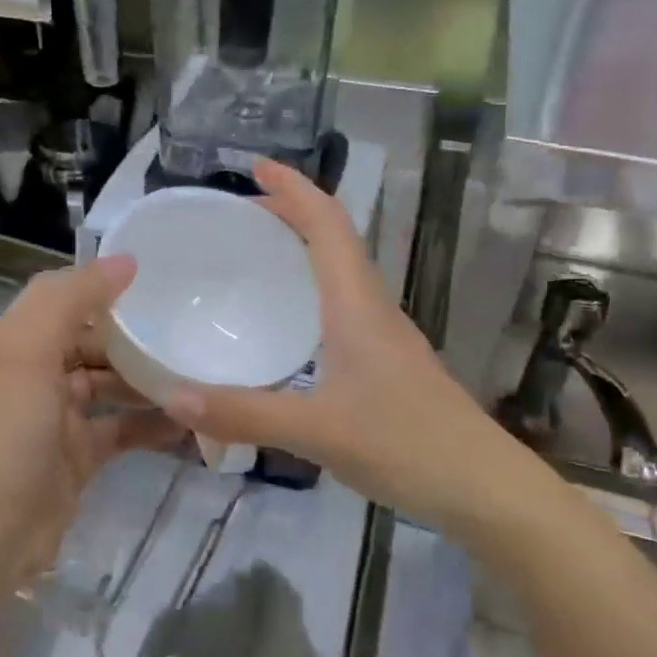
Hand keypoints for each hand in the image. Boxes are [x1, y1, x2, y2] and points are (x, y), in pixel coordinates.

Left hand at [0, 256, 182, 568]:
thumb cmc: (10, 431)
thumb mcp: (30, 350)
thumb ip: (73, 298)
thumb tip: (126, 261)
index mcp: (21, 341)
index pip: (67, 298)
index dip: (107, 285)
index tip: (160, 278)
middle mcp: (38, 373)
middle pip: (94, 341)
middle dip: (136, 335)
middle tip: (191, 327)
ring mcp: (59, 417)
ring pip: (111, 384)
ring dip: (148, 378)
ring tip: (198, 369)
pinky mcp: (80, 456)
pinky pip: (122, 429)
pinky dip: (151, 424)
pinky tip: (189, 420)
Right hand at [163, 161, 480, 526]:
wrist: (484, 488)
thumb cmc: (408, 445)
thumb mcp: (317, 430)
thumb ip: (243, 414)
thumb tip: (171, 397)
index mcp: (357, 304)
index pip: (327, 224)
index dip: (293, 188)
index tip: (254, 167)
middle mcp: (372, 308)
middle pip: (333, 239)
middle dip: (289, 214)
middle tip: (237, 216)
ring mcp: (383, 336)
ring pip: (339, 273)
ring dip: (301, 251)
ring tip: (255, 258)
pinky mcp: (386, 364)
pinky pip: (341, 307)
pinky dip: (309, 293)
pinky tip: (286, 326)